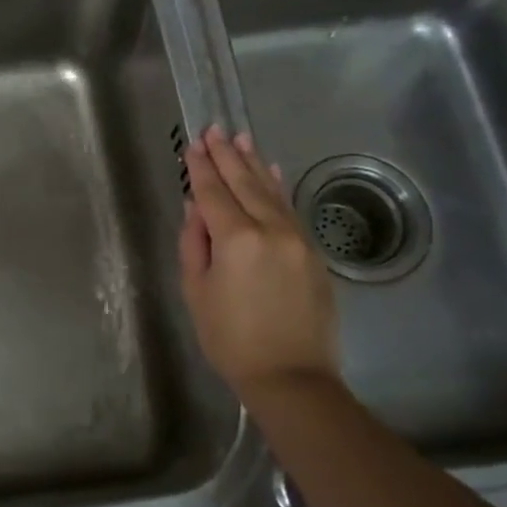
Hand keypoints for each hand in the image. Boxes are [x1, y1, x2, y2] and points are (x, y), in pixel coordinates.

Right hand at [178, 126, 343, 407]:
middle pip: (244, 184)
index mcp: (236, 240)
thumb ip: (195, 244)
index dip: (201, 168)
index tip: (193, 145)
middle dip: (227, 156)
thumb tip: (196, 208)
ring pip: (271, 191)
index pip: (214, 193)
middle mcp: (270, 229)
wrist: (291, 376)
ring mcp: (297, 238)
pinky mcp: (313, 252)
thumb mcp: (198, 292)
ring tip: (241, 139)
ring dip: (254, 164)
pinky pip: (291, 209)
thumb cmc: (231, 339)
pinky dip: (278, 187)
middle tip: (214, 130)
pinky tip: (271, 171)